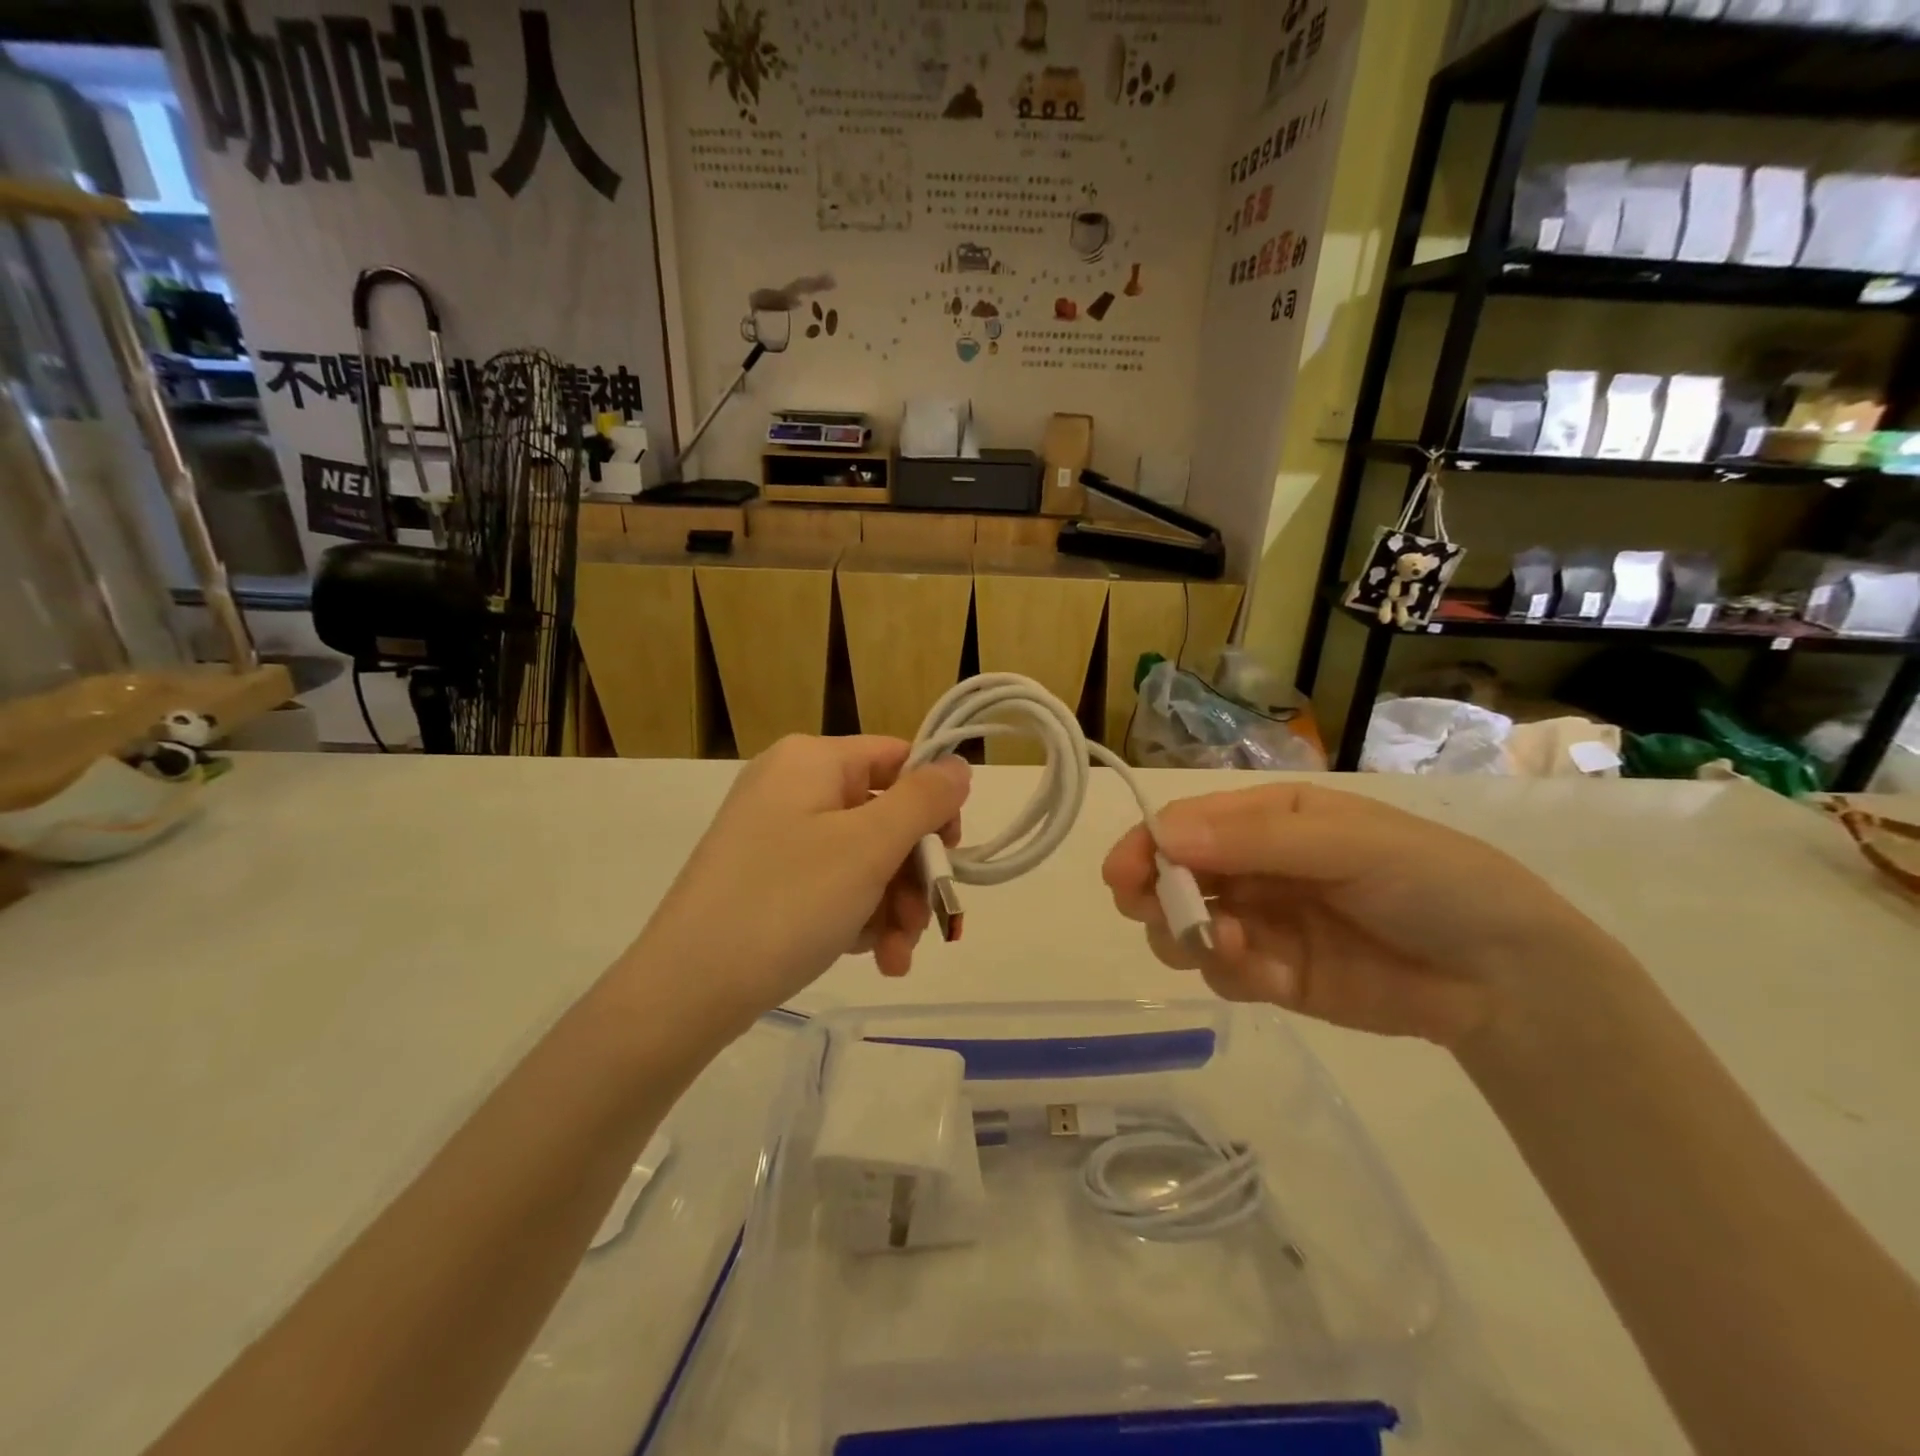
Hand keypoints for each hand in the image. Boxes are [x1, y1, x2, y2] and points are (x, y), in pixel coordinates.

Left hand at [628, 736, 969, 1030]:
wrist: (686, 990)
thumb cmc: (786, 902)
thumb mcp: (868, 847)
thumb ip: (924, 800)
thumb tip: (959, 764)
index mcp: (811, 761)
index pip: (897, 758)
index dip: (934, 803)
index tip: (952, 855)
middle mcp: (792, 787)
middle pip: (883, 816)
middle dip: (912, 875)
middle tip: (928, 925)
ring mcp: (776, 835)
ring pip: (863, 859)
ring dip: (892, 907)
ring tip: (897, 958)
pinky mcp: (767, 879)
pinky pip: (832, 885)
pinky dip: (859, 918)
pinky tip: (872, 959)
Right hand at [1103, 783, 1616, 1046]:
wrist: (1506, 975)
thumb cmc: (1429, 879)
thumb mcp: (1346, 843)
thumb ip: (1253, 841)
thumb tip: (1161, 835)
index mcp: (1264, 820)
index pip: (1183, 825)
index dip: (1146, 846)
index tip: (1121, 877)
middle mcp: (1251, 868)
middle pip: (1170, 878)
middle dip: (1157, 897)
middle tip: (1165, 917)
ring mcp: (1261, 924)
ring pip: (1185, 929)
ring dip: (1194, 940)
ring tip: (1240, 950)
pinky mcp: (1275, 977)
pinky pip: (1225, 974)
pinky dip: (1236, 975)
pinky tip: (1276, 978)